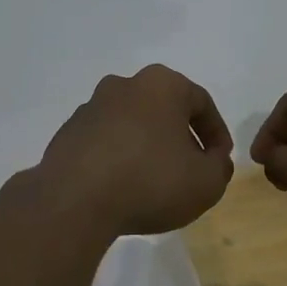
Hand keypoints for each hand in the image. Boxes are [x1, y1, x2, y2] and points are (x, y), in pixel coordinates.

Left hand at [37, 65, 234, 236]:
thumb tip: (212, 159)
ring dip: (147, 147)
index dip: (216, 134)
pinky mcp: (67, 133)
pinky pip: (104, 142)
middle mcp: (123, 85)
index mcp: (161, 84)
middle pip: (163, 109)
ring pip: (132, 124)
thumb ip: (219, 167)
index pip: (200, 102)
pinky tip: (122, 187)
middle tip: (189, 169)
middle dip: (180, 137)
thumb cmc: (151, 181)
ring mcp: (90, 108)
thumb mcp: (206, 182)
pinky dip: (118, 158)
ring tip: (154, 182)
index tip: (219, 161)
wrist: (75, 201)